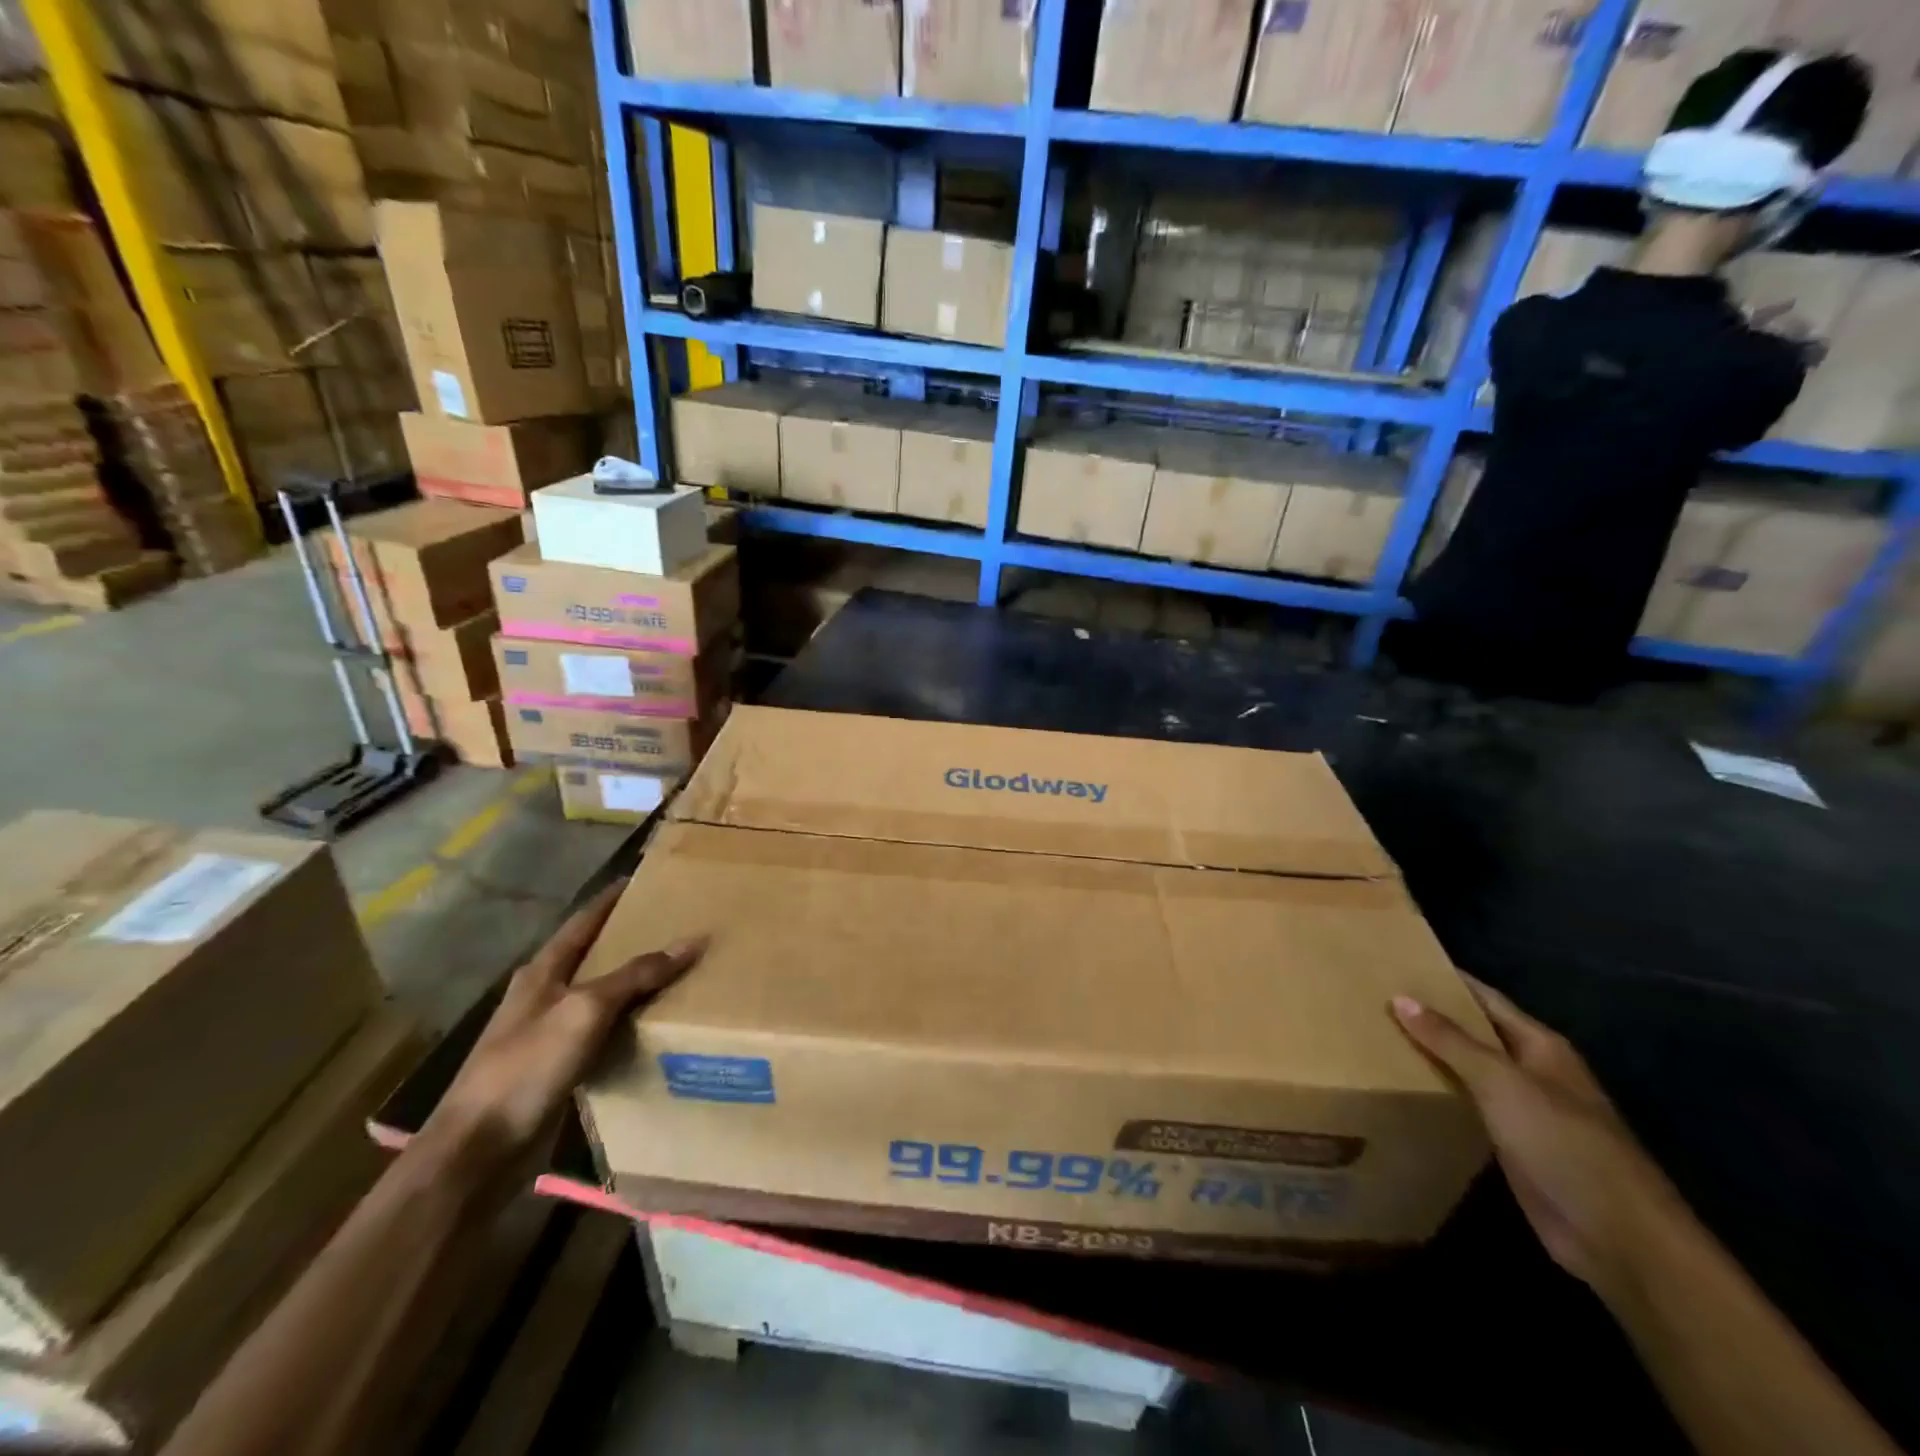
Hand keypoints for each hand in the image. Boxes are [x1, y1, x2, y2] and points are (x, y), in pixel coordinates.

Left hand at [419, 880, 703, 1194]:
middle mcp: (544, 994)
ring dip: (632, 981)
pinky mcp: (556, 1066)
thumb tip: (692, 941)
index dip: (612, 897)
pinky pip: (601, 1030)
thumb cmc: (527, 1067)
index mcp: (542, 970)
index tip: (645, 877)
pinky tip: (654, 1024)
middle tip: (675, 922)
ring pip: (600, 993)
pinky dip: (628, 1020)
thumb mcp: (586, 1010)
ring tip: (676, 969)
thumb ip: (637, 974)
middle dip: (630, 937)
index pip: (584, 920)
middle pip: (592, 954)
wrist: (478, 1151)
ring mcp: (547, 1032)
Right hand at [1391, 978, 1682, 1296]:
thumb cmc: (1564, 1144)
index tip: (1398, 963)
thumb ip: (1450, 1040)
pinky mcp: (1513, 1146)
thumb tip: (1400, 998)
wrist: (1619, 1239)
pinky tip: (1403, 1088)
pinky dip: (1439, 1093)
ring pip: (1469, 1070)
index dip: (1446, 980)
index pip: (1485, 998)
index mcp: (1540, 1046)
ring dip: (1432, 1056)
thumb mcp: (1501, 1083)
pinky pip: (1468, 1107)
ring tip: (1377, 1036)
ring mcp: (1525, 1111)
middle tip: (1374, 998)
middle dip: (1431, 1016)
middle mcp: (1533, 1071)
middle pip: (1475, 1033)